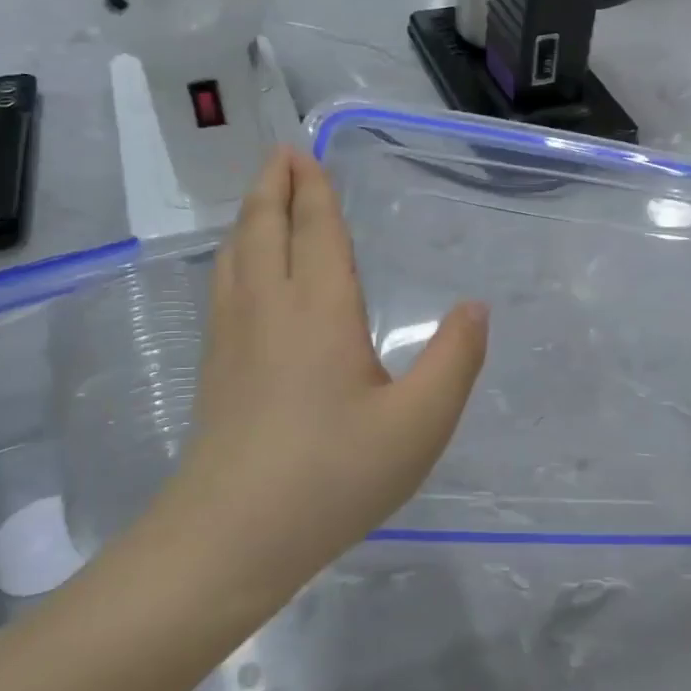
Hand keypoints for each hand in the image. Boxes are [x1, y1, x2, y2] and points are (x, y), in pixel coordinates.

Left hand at [161, 147, 488, 571]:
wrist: (231, 538)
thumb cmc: (332, 476)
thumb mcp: (418, 425)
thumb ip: (453, 360)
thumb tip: (474, 307)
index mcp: (319, 310)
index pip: (315, 231)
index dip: (313, 190)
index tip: (303, 153)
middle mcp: (269, 309)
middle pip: (264, 229)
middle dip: (273, 187)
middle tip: (281, 155)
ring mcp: (233, 338)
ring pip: (236, 256)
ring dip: (249, 217)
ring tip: (261, 199)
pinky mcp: (216, 369)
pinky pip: (224, 286)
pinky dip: (234, 256)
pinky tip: (240, 272)